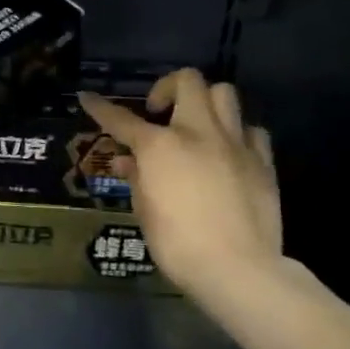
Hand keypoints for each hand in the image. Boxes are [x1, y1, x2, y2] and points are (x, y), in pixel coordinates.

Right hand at [79, 70, 281, 300]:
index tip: (87, 97)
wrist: (237, 268)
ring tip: (196, 126)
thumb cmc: (178, 245)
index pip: (121, 119)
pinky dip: (236, 132)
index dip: (100, 108)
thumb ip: (137, 179)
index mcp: (160, 147)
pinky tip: (228, 151)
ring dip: (205, 102)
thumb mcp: (145, 212)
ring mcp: (235, 143)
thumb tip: (128, 161)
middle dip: (167, 87)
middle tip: (158, 111)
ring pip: (224, 93)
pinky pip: (250, 129)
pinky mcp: (262, 160)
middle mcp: (198, 133)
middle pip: (188, 81)